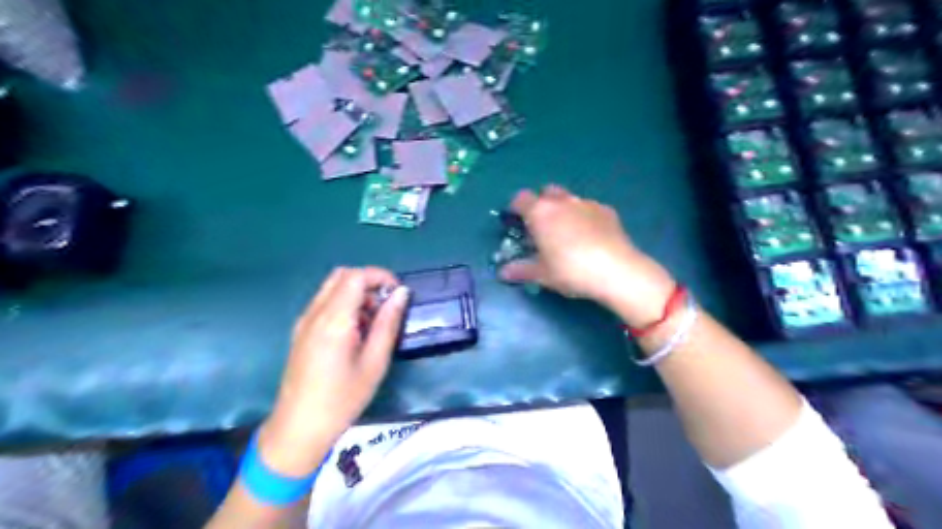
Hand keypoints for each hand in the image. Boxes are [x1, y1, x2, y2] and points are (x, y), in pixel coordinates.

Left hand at [258, 266, 406, 471]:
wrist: (298, 429)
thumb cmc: (342, 399)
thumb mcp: (375, 362)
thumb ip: (388, 323)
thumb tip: (401, 294)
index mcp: (333, 320)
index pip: (355, 276)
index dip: (380, 276)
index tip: (397, 294)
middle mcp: (314, 314)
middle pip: (341, 276)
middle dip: (368, 283)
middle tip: (386, 306)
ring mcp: (304, 321)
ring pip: (332, 288)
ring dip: (356, 294)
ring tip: (373, 322)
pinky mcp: (301, 331)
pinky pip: (324, 303)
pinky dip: (344, 305)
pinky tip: (355, 332)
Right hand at [500, 184, 677, 325]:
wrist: (616, 271)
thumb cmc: (571, 271)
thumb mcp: (542, 274)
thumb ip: (520, 270)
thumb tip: (503, 273)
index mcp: (540, 212)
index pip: (520, 199)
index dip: (515, 208)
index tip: (515, 222)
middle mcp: (562, 201)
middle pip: (546, 192)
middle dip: (541, 204)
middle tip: (542, 227)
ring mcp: (587, 203)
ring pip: (569, 199)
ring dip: (563, 210)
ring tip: (567, 234)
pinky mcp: (607, 211)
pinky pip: (589, 208)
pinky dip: (584, 217)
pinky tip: (590, 237)